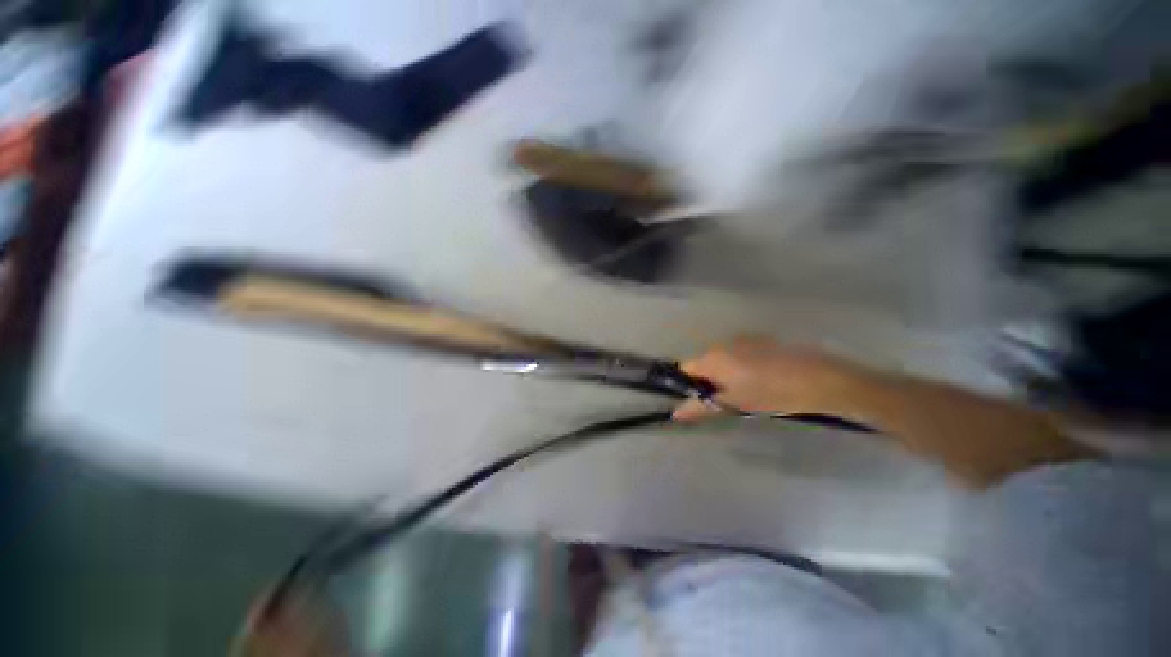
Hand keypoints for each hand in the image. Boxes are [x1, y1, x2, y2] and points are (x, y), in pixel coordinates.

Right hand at [673, 337, 874, 421]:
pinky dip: (743, 367)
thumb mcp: (733, 404)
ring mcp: (742, 340)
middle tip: (728, 401)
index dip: (689, 387)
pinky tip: (764, 380)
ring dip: (727, 375)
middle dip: (710, 382)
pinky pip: (740, 355)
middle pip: (704, 364)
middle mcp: (722, 344)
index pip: (685, 370)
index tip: (703, 401)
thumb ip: (701, 407)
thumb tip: (674, 414)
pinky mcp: (761, 340)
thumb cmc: (770, 394)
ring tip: (749, 392)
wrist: (820, 379)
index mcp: (711, 357)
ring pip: (723, 360)